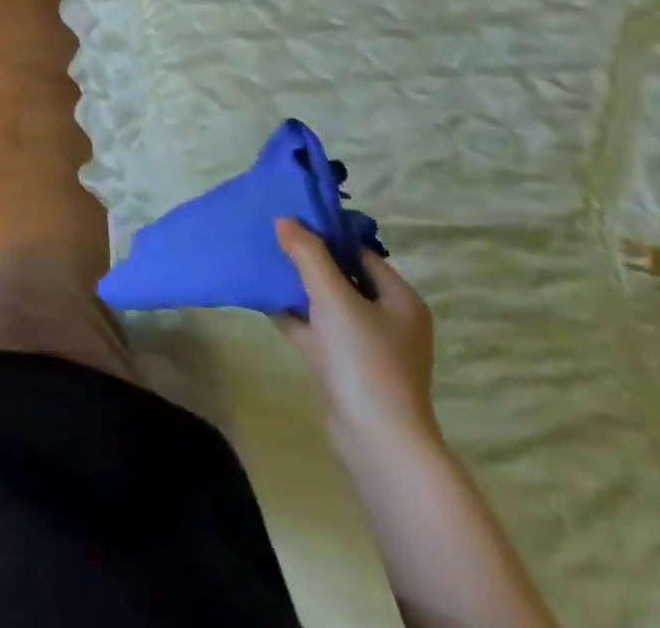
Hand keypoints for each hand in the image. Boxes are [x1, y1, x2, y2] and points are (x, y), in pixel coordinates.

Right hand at [273, 218, 438, 455]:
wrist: (376, 439)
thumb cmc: (364, 359)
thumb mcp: (333, 297)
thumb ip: (308, 254)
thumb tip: (285, 219)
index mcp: (399, 300)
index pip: (360, 254)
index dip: (326, 235)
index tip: (289, 220)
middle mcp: (387, 319)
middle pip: (342, 277)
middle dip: (306, 259)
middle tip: (269, 238)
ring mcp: (365, 345)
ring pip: (325, 303)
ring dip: (295, 285)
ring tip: (259, 262)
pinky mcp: (343, 365)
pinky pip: (314, 328)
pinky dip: (291, 313)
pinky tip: (260, 298)